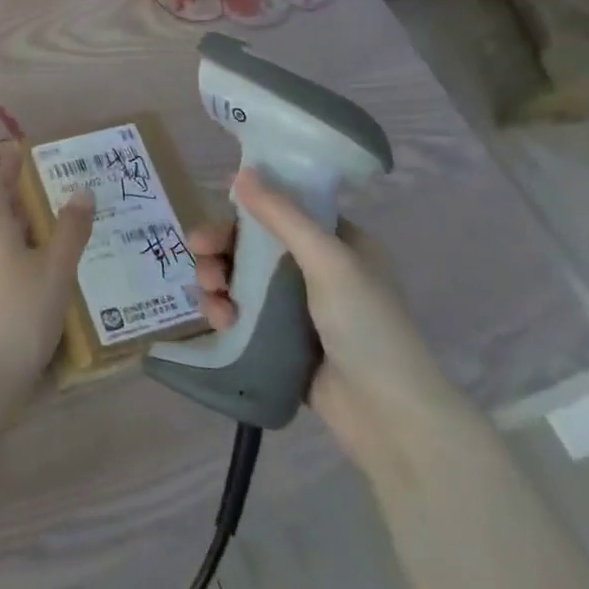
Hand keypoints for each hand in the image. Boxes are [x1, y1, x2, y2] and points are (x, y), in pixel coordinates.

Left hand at [0, 148, 95, 417]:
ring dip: (18, 232)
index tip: (23, 152)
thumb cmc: (20, 313)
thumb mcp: (55, 270)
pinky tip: (37, 278)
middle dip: (18, 200)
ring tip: (52, 235)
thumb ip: (69, 230)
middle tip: (52, 195)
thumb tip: (81, 190)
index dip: (6, 165)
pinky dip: (14, 260)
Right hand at [189, 169, 474, 479]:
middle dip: (223, 247)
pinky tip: (221, 321)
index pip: (284, 212)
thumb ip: (283, 216)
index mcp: (340, 245)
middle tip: (199, 253)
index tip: (217, 215)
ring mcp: (299, 309)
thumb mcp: (328, 261)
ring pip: (242, 279)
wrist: (388, 415)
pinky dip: (226, 311)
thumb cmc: (367, 326)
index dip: (247, 210)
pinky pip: (243, 314)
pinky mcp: (281, 341)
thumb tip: (242, 173)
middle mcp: (318, 271)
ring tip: (211, 293)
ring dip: (219, 280)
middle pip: (255, 245)